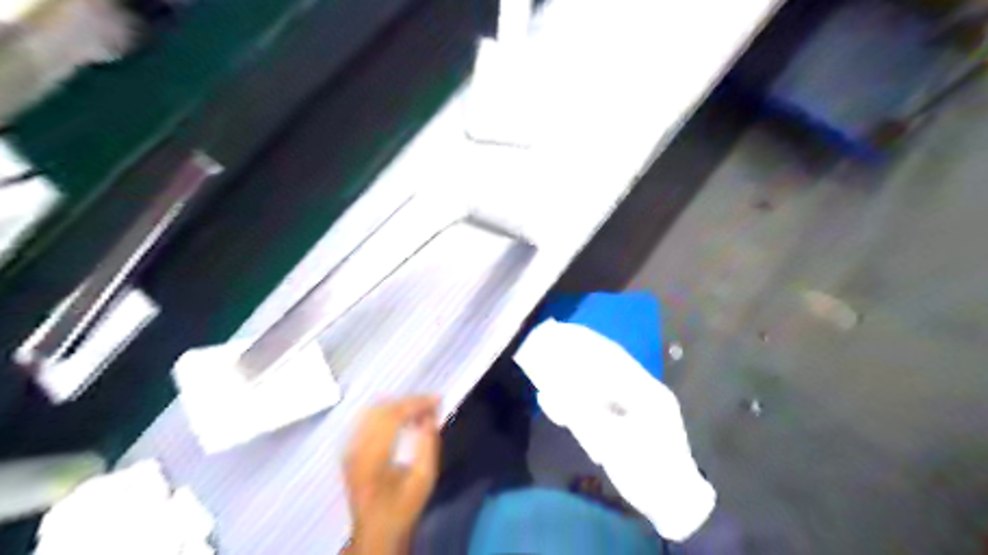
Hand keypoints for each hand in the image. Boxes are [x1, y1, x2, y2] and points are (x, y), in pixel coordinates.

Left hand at [344, 397, 441, 551]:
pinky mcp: (349, 448)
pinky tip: (403, 417)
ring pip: (373, 411)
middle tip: (431, 403)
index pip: (392, 418)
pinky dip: (388, 412)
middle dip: (409, 402)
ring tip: (420, 409)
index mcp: (371, 460)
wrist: (374, 531)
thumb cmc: (402, 508)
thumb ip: (428, 445)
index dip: (415, 404)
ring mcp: (348, 448)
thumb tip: (430, 416)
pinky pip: (368, 418)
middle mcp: (355, 450)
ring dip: (399, 405)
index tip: (437, 400)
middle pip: (381, 410)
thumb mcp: (424, 480)